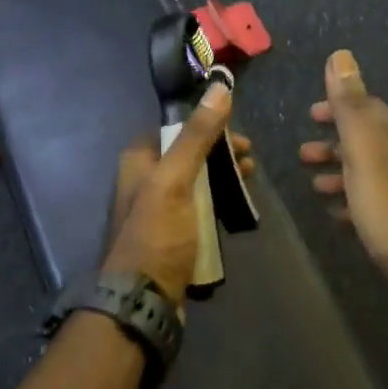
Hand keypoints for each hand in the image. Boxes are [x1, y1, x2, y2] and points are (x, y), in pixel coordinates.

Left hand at [103, 80, 254, 306]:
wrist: (142, 301)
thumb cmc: (156, 235)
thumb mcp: (175, 180)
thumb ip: (197, 136)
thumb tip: (221, 87)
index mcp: (137, 162)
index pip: (172, 129)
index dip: (204, 124)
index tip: (235, 129)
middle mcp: (143, 183)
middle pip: (186, 156)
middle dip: (219, 153)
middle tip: (250, 158)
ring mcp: (157, 212)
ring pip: (195, 184)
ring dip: (221, 178)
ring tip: (250, 180)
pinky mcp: (171, 237)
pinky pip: (197, 211)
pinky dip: (217, 205)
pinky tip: (237, 209)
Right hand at [300, 50, 387, 321]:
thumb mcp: (367, 153)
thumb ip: (351, 107)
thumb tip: (341, 56)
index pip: (370, 109)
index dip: (339, 108)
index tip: (310, 114)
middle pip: (371, 142)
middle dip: (336, 143)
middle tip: (303, 154)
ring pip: (373, 175)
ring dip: (342, 175)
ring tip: (315, 186)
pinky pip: (378, 206)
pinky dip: (355, 203)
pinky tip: (340, 218)